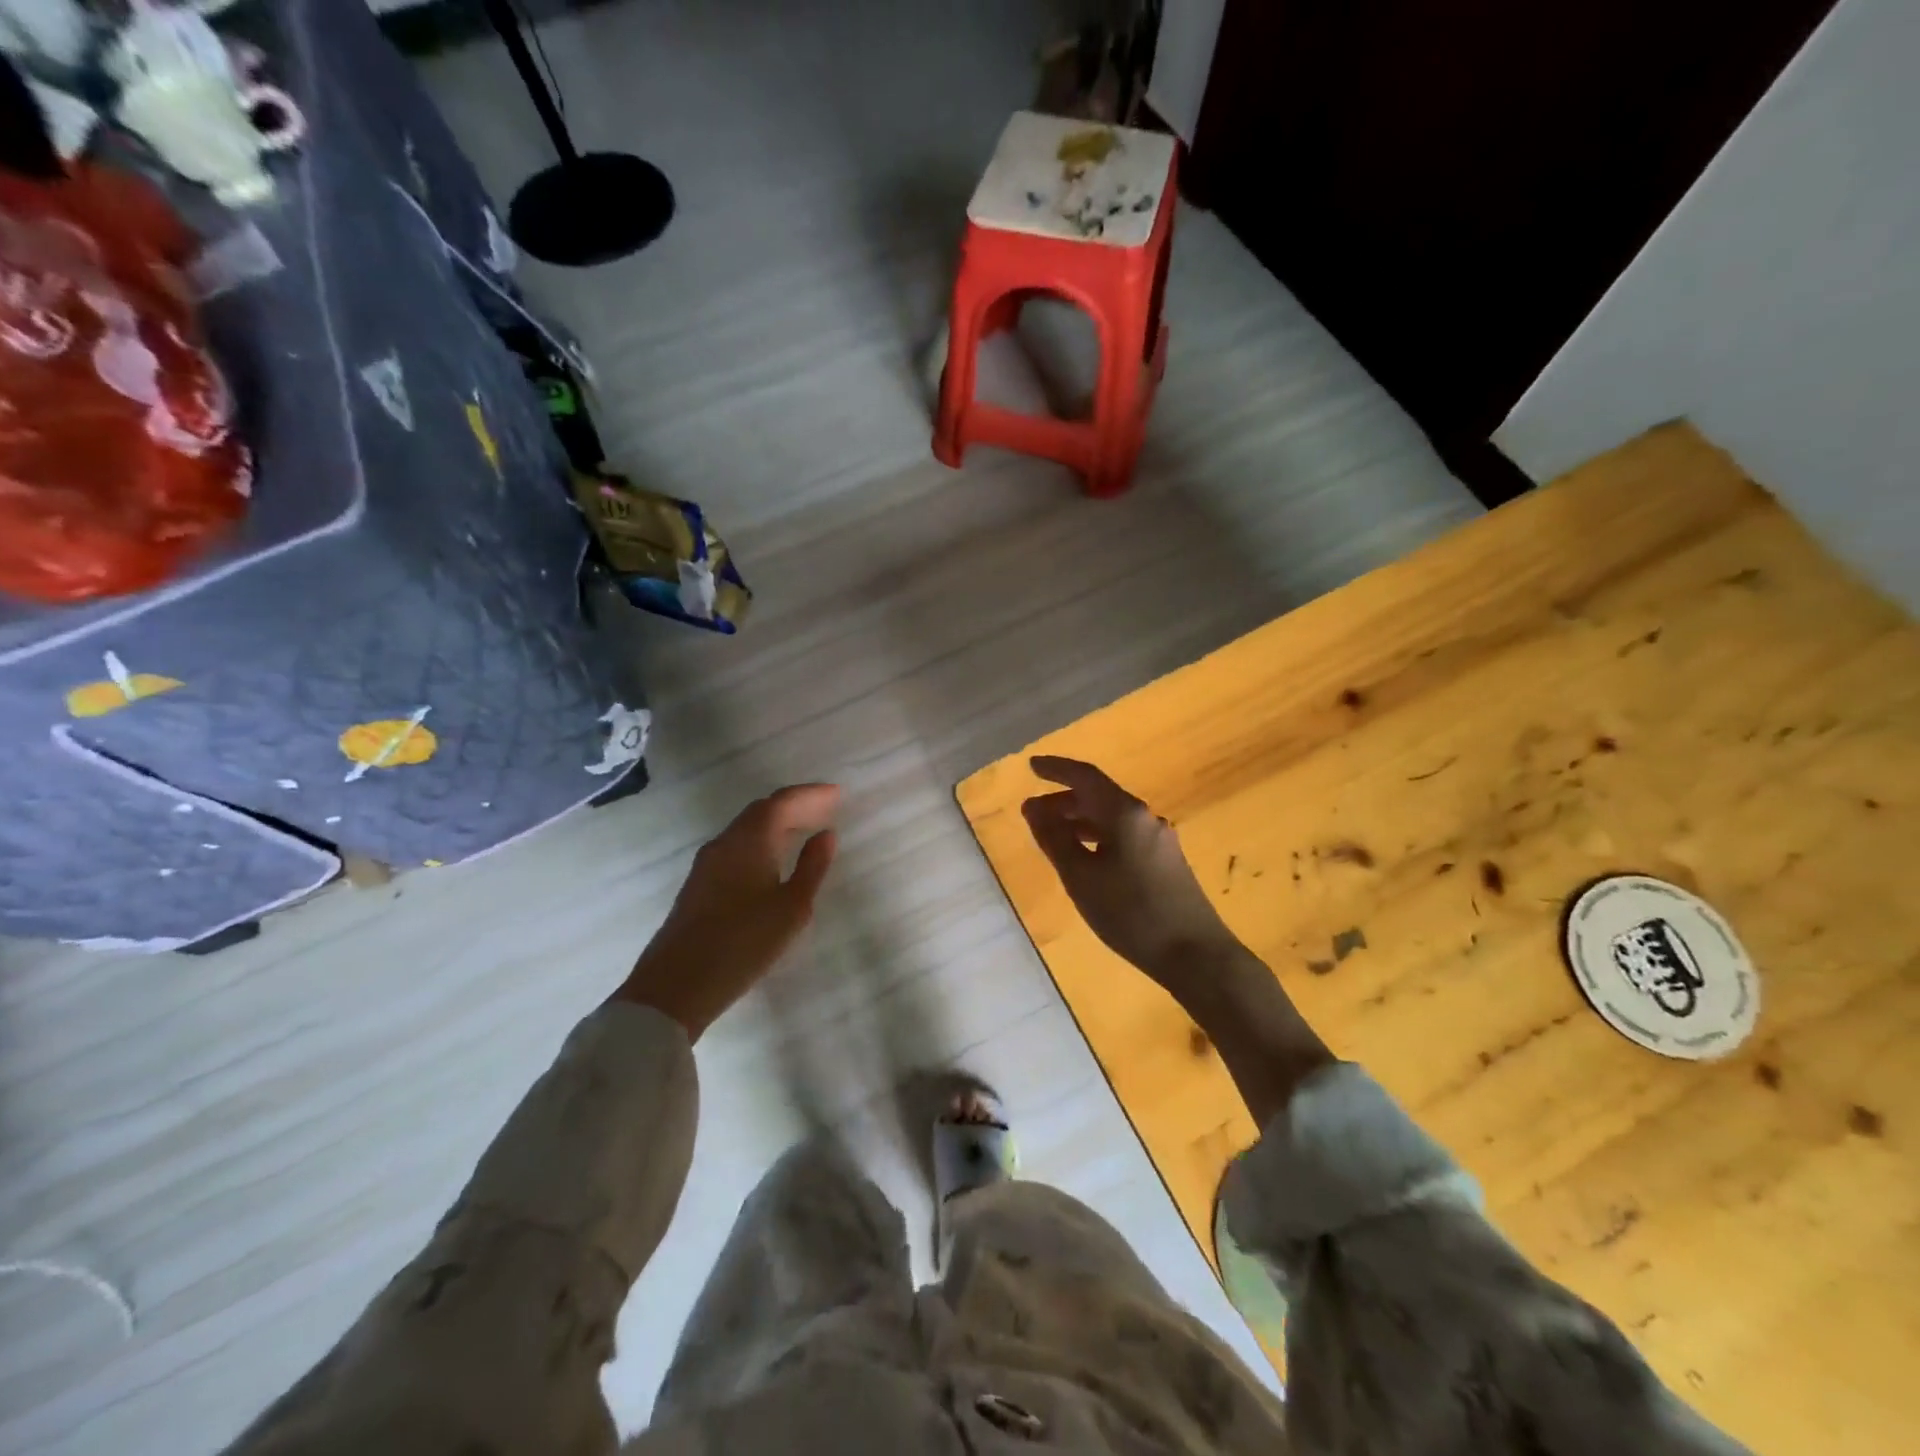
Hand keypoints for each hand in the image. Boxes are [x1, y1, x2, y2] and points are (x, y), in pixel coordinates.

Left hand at [616, 784, 839, 1038]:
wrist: (676, 985)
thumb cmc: (743, 942)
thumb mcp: (792, 908)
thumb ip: (812, 867)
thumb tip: (826, 835)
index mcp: (750, 840)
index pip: (782, 802)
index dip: (812, 794)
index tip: (838, 793)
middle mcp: (726, 843)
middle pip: (763, 811)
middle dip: (796, 806)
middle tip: (827, 809)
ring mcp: (708, 863)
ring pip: (748, 830)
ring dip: (778, 824)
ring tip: (806, 831)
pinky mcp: (700, 884)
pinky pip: (738, 847)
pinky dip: (763, 842)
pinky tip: (774, 861)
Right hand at [1023, 756, 1332, 1124]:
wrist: (1195, 955)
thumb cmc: (1131, 913)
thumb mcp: (1081, 877)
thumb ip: (1054, 839)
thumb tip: (1033, 807)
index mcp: (1125, 813)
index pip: (1086, 777)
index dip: (1056, 769)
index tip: (1031, 766)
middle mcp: (1145, 818)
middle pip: (1099, 796)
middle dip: (1063, 800)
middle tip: (1032, 813)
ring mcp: (1159, 840)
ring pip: (1111, 818)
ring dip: (1079, 821)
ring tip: (1051, 836)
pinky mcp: (1165, 862)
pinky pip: (1124, 836)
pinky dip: (1097, 837)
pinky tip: (1084, 859)